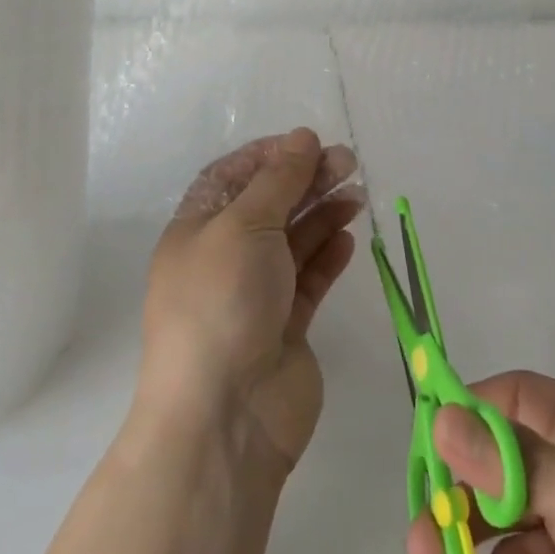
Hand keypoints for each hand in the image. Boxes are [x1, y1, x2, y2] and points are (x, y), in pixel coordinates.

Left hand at [140, 129, 361, 474]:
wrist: (224, 416)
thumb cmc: (221, 303)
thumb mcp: (244, 225)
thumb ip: (278, 180)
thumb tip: (302, 137)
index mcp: (197, 229)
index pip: (232, 177)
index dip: (269, 156)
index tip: (308, 143)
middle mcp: (223, 257)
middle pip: (269, 205)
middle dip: (306, 180)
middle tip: (348, 163)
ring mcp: (255, 294)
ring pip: (293, 240)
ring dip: (323, 213)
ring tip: (357, 194)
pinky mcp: (285, 326)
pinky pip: (309, 279)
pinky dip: (328, 255)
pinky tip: (349, 238)